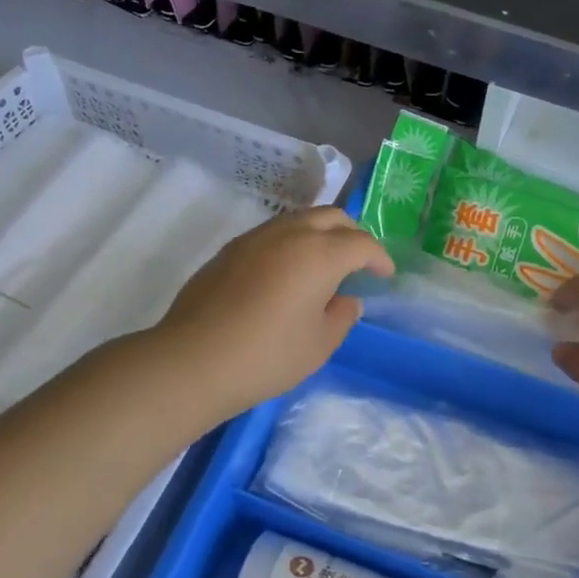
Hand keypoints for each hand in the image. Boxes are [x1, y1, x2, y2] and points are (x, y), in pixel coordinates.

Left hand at [150, 206, 393, 420]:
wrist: (193, 360)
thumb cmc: (267, 356)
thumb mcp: (319, 345)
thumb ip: (342, 316)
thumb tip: (347, 299)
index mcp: (320, 254)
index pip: (361, 243)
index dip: (379, 257)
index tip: (385, 274)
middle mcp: (290, 234)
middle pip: (332, 217)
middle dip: (352, 234)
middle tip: (359, 261)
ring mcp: (256, 237)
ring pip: (300, 218)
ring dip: (321, 233)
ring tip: (324, 263)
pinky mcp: (230, 249)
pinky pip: (274, 232)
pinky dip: (293, 241)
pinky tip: (288, 272)